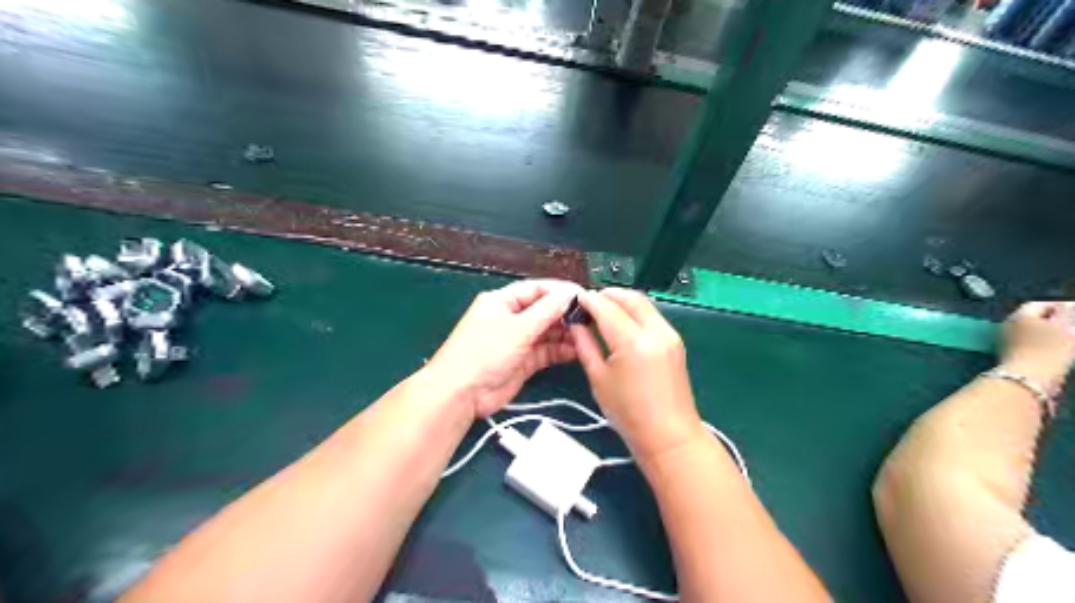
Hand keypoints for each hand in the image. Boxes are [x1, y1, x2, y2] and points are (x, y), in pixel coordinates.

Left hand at [426, 278, 578, 415]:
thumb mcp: (517, 328)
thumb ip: (546, 311)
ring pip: (548, 332)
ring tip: (587, 335)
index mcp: (502, 301)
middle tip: (591, 318)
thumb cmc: (484, 352)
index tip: (584, 295)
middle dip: (565, 314)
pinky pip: (546, 351)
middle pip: (544, 311)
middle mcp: (511, 318)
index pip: (536, 289)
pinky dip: (561, 350)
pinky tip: (577, 351)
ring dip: (566, 333)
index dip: (560, 291)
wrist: (461, 394)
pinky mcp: (524, 361)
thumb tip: (569, 293)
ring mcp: (518, 341)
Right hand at [570, 287, 707, 461]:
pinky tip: (621, 323)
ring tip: (602, 311)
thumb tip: (576, 323)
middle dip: (607, 295)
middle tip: (588, 303)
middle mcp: (655, 331)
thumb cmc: (628, 413)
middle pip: (629, 298)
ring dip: (622, 301)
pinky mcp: (675, 341)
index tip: (574, 299)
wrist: (669, 436)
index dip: (588, 300)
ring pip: (643, 303)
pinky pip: (652, 315)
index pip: (606, 307)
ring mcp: (669, 334)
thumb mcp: (598, 379)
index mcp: (633, 341)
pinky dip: (635, 312)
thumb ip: (585, 345)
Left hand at [999, 302, 1074, 390]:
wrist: (1028, 377)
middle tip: (1072, 326)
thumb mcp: (1066, 328)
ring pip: (1032, 332)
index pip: (1039, 305)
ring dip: (1050, 333)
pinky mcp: (1011, 354)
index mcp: (1018, 315)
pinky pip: (1030, 343)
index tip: (1074, 312)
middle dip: (1055, 320)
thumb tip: (1069, 305)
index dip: (1060, 307)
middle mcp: (1008, 325)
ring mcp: (1007, 341)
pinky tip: (1058, 350)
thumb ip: (1068, 313)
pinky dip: (1044, 343)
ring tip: (1069, 337)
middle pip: (1034, 318)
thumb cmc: (1049, 349)